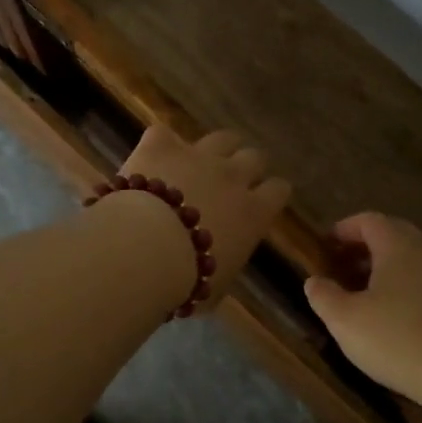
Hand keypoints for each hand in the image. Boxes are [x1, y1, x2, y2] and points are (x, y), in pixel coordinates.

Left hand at [117, 127, 290, 304]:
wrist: (142, 250)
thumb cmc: (184, 281)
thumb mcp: (215, 287)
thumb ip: (224, 265)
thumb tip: (218, 266)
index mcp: (253, 213)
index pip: (279, 190)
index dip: (271, 193)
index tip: (263, 200)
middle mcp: (233, 176)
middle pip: (254, 157)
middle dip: (245, 167)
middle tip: (230, 183)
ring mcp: (197, 155)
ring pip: (221, 138)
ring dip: (214, 149)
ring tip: (199, 161)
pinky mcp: (161, 145)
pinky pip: (164, 135)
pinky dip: (160, 146)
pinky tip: (151, 160)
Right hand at [303, 212, 421, 414]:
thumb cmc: (398, 339)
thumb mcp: (345, 320)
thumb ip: (324, 296)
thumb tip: (314, 281)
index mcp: (398, 246)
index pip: (369, 220)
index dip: (344, 229)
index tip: (325, 245)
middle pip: (394, 236)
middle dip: (365, 247)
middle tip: (342, 268)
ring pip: (413, 261)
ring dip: (387, 270)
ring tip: (364, 296)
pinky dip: (406, 290)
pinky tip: (395, 319)